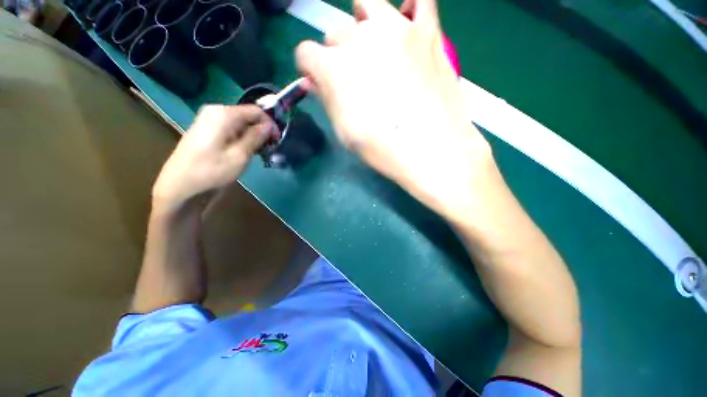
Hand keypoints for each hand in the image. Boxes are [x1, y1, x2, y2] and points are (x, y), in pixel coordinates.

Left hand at [152, 105, 272, 212]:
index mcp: (224, 114)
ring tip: (258, 152)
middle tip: (269, 148)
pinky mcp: (206, 130)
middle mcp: (215, 111)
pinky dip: (241, 138)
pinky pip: (230, 129)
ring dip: (252, 135)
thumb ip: (256, 137)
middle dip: (261, 130)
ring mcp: (208, 120)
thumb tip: (269, 126)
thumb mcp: (240, 155)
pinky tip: (244, 151)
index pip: (256, 111)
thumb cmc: (211, 171)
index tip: (278, 140)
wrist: (179, 186)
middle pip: (247, 116)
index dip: (270, 124)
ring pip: (240, 123)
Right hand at [296, 0, 494, 219]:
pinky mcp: (428, 33)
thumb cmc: (381, 147)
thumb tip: (312, 82)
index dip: (310, 69)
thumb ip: (326, 100)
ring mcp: (397, 30)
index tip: (320, 82)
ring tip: (373, 47)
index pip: (306, 54)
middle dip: (337, 55)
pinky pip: (419, 2)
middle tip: (353, 79)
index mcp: (334, 67)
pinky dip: (410, 9)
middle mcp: (360, 39)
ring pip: (368, 5)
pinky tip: (407, 28)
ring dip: (363, 23)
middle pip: (336, 33)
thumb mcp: (344, 131)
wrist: (430, 149)